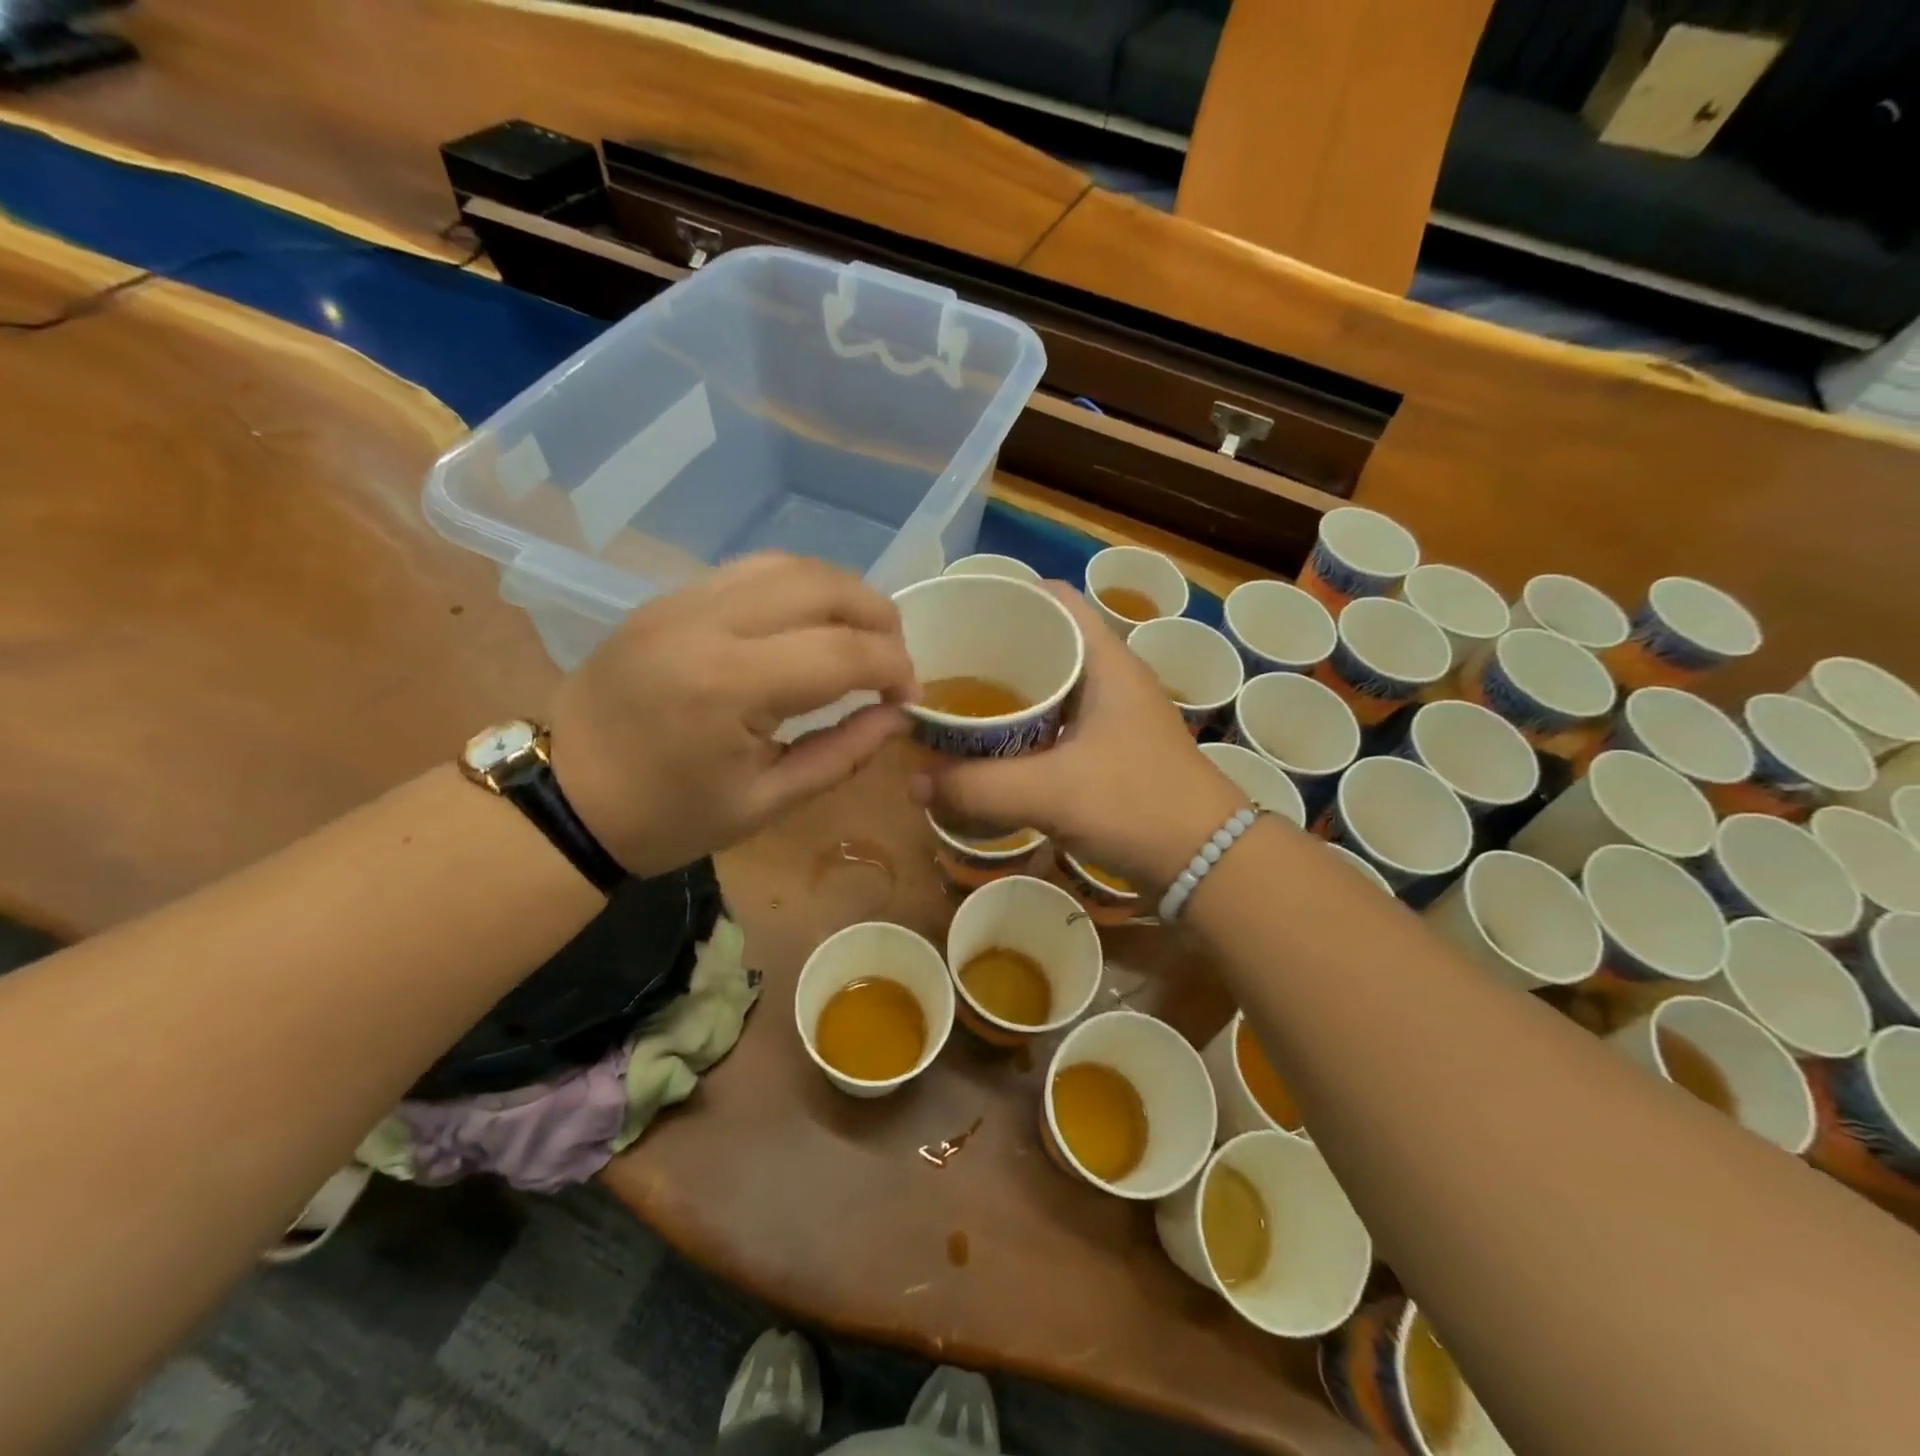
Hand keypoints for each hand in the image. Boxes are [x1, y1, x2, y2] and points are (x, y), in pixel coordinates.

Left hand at [549, 553, 916, 876]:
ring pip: (788, 564)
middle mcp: (708, 623)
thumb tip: (898, 716)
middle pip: (823, 585)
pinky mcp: (667, 598)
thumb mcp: (766, 804)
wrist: (564, 798)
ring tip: (861, 633)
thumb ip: (841, 754)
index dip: (895, 668)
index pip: (844, 651)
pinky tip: (809, 622)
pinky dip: (798, 588)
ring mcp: (681, 601)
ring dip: (841, 593)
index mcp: (730, 686)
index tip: (908, 697)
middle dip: (879, 616)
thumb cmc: (667, 817)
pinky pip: (750, 571)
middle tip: (894, 658)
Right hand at [914, 583, 1245, 888]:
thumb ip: (978, 787)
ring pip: (1052, 685)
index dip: (1009, 596)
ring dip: (1009, 692)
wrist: (1207, 862)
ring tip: (958, 700)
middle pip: (1048, 641)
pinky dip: (1025, 727)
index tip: (958, 612)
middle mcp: (1112, 678)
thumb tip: (914, 783)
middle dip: (996, 648)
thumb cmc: (1136, 803)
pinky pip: (1058, 723)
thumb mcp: (1050, 792)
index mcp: (1106, 661)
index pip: (1056, 599)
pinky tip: (994, 747)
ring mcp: (1114, 716)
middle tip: (944, 662)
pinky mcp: (1112, 751)